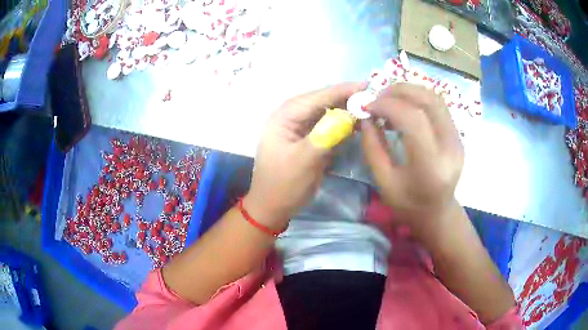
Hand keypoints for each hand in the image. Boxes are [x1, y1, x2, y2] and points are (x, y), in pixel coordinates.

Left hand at [245, 83, 363, 229]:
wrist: (272, 207)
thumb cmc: (284, 185)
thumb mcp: (304, 160)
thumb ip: (326, 134)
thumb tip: (350, 114)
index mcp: (285, 116)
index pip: (318, 96)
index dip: (344, 90)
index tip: (369, 86)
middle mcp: (291, 115)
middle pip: (323, 100)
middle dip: (348, 98)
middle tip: (374, 97)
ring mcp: (298, 126)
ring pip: (327, 111)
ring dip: (347, 110)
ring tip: (370, 108)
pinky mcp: (306, 137)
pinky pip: (326, 125)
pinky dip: (342, 123)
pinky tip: (357, 123)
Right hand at [362, 83, 463, 237]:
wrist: (438, 212)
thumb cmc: (408, 204)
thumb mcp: (384, 181)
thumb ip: (373, 147)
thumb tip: (366, 116)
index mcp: (431, 166)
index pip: (414, 120)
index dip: (388, 106)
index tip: (368, 106)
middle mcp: (450, 147)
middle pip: (428, 101)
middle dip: (398, 91)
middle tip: (376, 97)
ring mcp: (457, 139)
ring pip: (434, 98)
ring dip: (408, 91)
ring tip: (388, 99)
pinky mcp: (457, 134)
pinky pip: (437, 105)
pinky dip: (417, 98)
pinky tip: (402, 106)